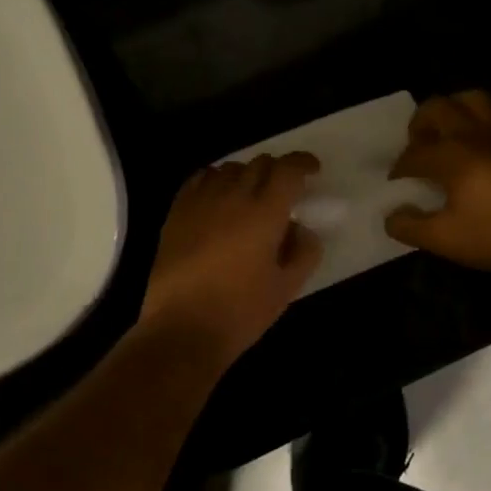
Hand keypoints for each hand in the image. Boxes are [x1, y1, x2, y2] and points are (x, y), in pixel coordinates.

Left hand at [140, 153, 323, 365]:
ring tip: (250, 195)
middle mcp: (234, 195)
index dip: (303, 163)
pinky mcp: (177, 210)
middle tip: (283, 190)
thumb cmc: (240, 311)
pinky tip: (218, 198)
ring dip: (246, 175)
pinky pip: (201, 178)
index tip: (312, 170)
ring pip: (230, 167)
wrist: (181, 328)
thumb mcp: (285, 288)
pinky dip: (216, 180)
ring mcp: (202, 200)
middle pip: (260, 163)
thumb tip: (302, 229)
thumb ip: (304, 252)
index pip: (288, 169)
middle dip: (277, 170)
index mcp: (265, 212)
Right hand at [385, 91, 490, 276]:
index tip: (397, 183)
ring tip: (452, 127)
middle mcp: (473, 134)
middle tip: (419, 144)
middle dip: (420, 123)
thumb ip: (411, 227)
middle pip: (437, 108)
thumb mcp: (445, 240)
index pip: (413, 154)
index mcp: (449, 156)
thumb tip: (391, 216)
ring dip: (458, 108)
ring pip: (475, 99)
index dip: (400, 168)